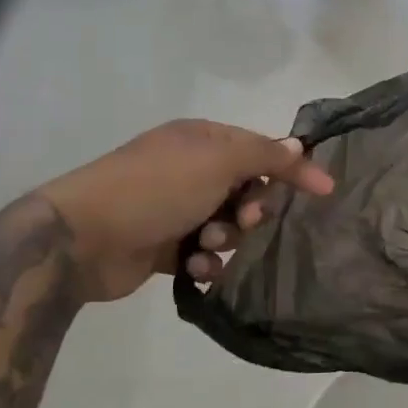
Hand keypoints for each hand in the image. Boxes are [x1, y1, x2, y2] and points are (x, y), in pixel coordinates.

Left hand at [38, 120, 333, 302]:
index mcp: (202, 140)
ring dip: (227, 238)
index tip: (325, 191)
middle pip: (247, 190)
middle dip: (252, 209)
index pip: (261, 149)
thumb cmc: (156, 188)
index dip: (291, 168)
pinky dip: (205, 261)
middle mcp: (190, 170)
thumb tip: (299, 144)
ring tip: (205, 245)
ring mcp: (175, 208)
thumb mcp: (218, 161)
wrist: (83, 238)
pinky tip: (195, 267)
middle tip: (245, 220)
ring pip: (228, 225)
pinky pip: (204, 253)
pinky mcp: (163, 245)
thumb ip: (265, 155)